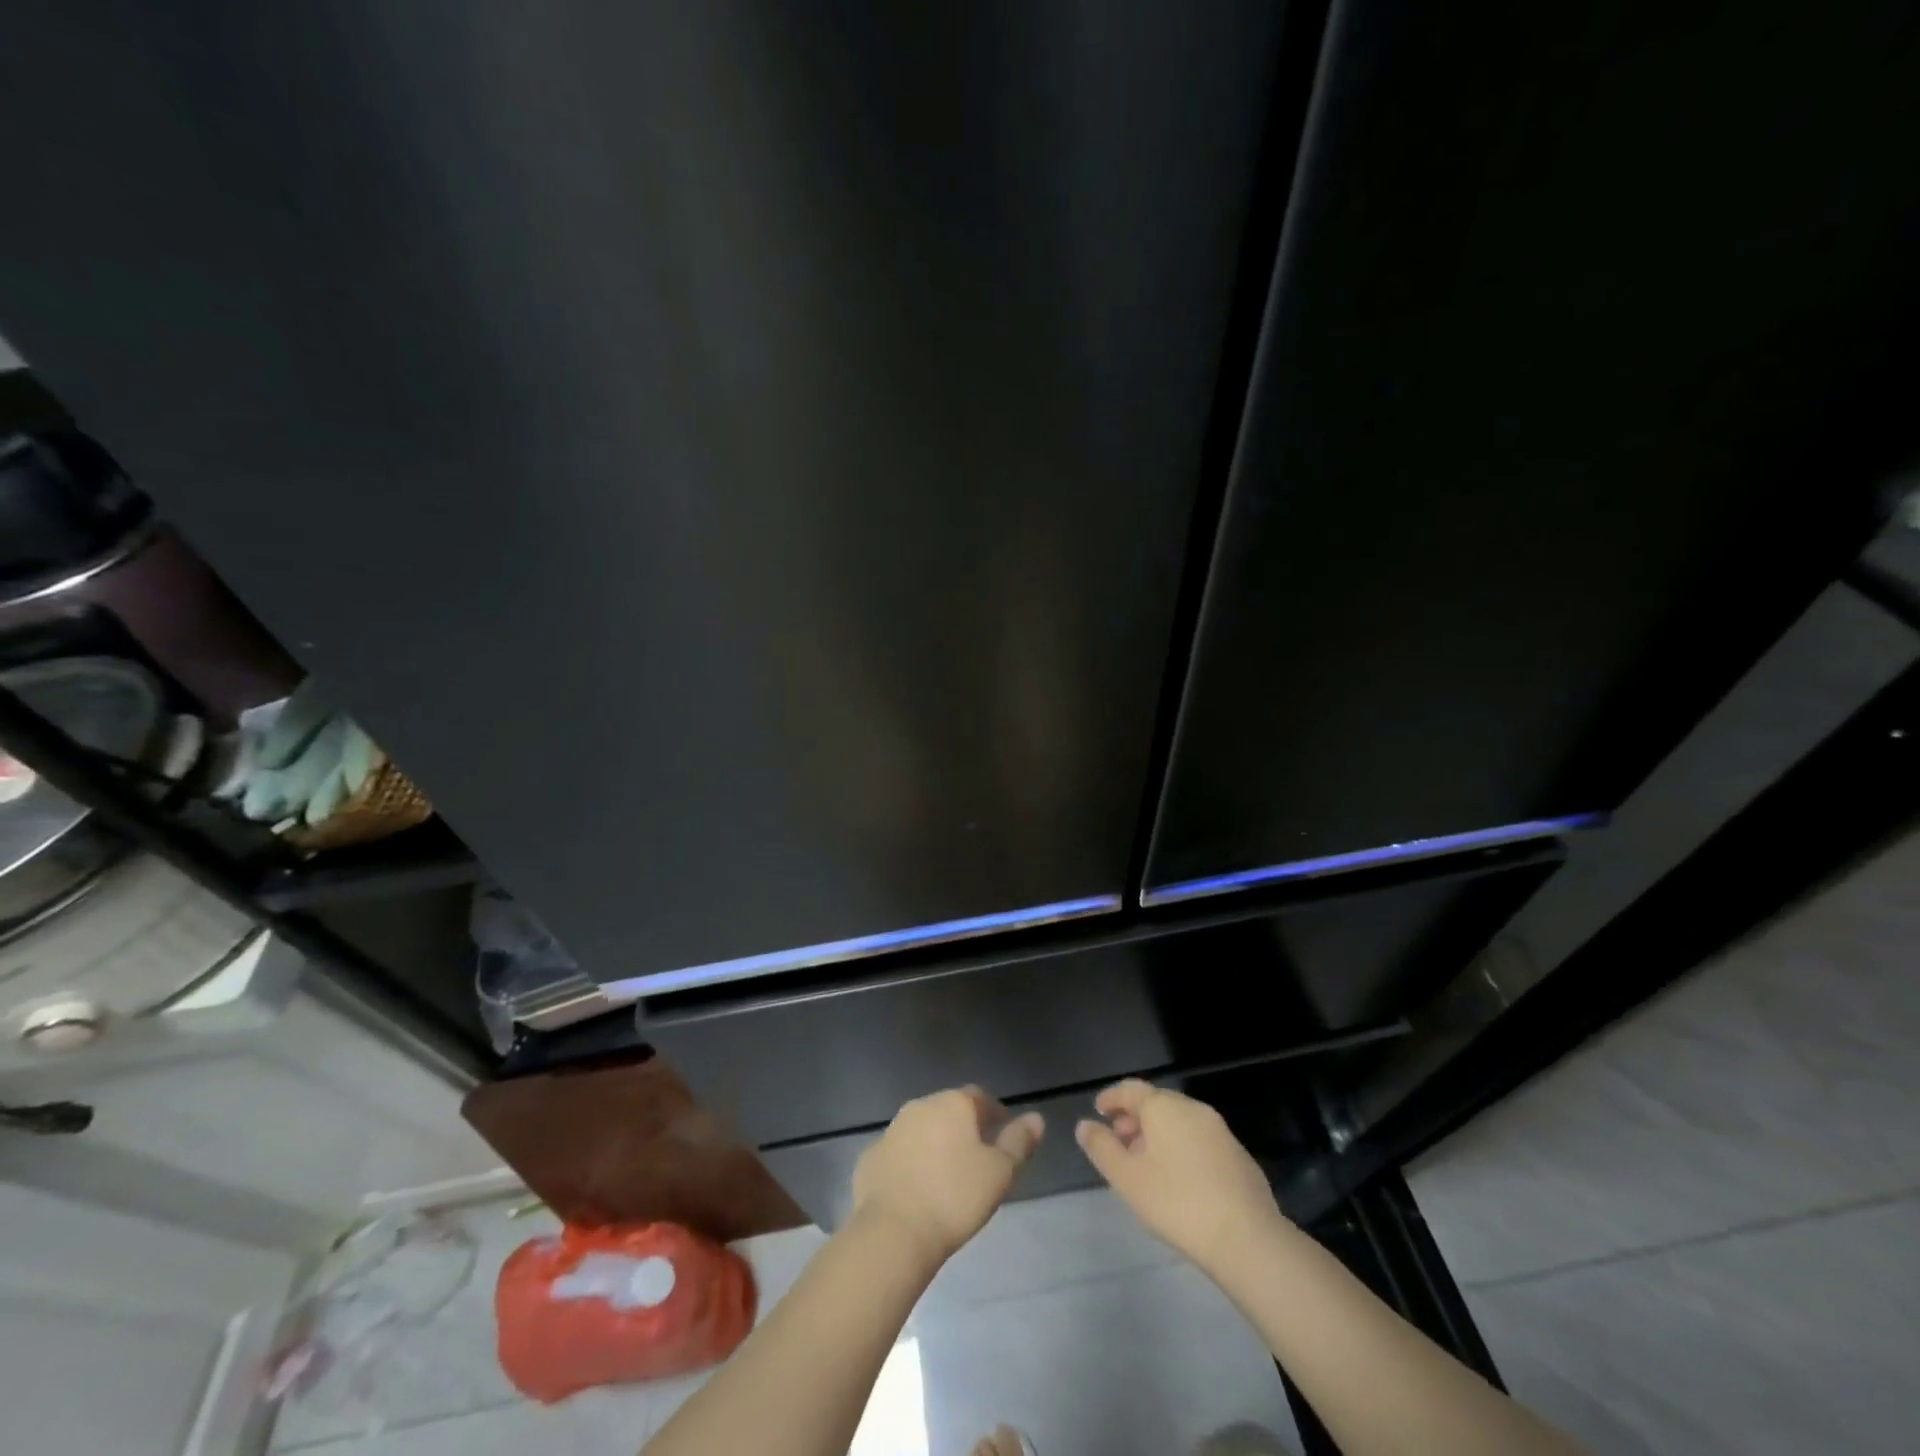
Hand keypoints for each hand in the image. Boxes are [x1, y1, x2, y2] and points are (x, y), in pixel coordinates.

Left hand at [852, 1087, 1043, 1265]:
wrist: (893, 1231)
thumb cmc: (954, 1197)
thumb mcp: (999, 1173)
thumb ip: (1019, 1142)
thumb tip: (1036, 1118)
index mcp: (953, 1104)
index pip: (980, 1097)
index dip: (994, 1113)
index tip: (1004, 1134)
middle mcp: (921, 1106)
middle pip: (949, 1110)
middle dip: (964, 1127)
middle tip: (977, 1157)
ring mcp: (892, 1130)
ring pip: (921, 1129)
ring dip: (935, 1143)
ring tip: (947, 1175)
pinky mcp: (871, 1157)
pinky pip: (898, 1153)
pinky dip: (910, 1163)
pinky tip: (916, 1190)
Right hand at [1076, 1079, 1286, 1274]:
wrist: (1247, 1238)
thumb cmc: (1177, 1203)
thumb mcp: (1127, 1178)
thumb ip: (1102, 1147)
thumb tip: (1085, 1125)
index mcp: (1164, 1107)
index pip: (1131, 1089)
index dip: (1111, 1098)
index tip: (1098, 1110)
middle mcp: (1192, 1108)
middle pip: (1156, 1103)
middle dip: (1134, 1118)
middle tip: (1119, 1141)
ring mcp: (1220, 1131)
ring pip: (1179, 1121)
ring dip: (1158, 1134)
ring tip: (1145, 1163)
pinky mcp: (1238, 1155)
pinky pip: (1199, 1139)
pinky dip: (1181, 1147)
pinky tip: (1178, 1179)